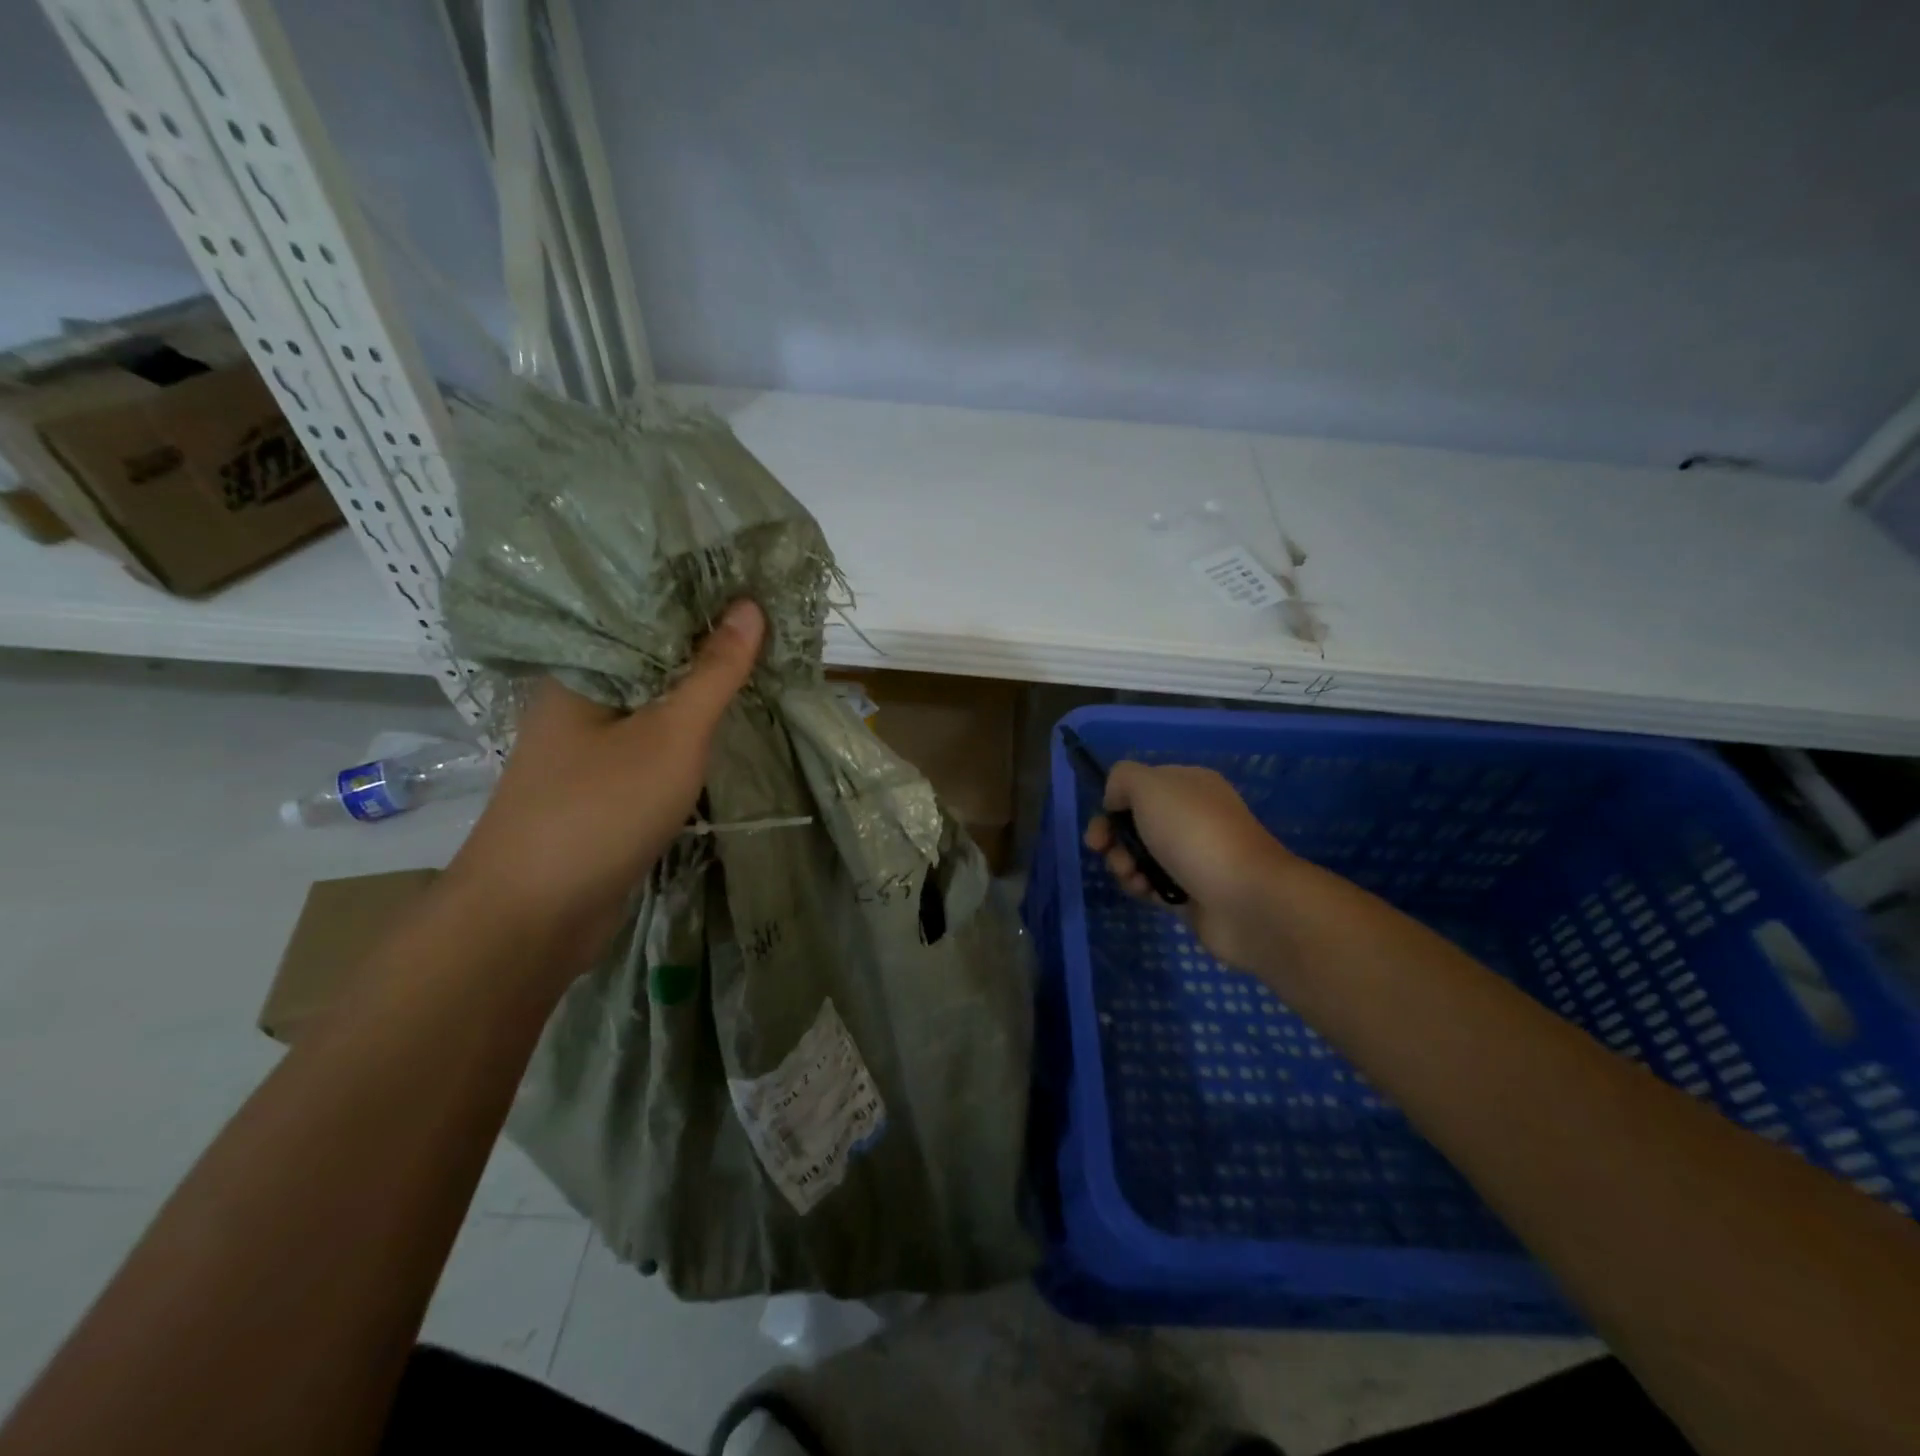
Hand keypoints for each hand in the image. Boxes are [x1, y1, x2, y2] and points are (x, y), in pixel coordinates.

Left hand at [445, 599, 765, 962]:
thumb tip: (749, 605)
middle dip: (707, 646)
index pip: (642, 613)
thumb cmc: (600, 810)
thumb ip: (713, 673)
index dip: (697, 598)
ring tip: (758, 662)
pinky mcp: (601, 786)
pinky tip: (723, 722)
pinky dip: (686, 732)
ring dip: (699, 692)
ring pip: (653, 704)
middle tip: (769, 623)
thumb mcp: (671, 735)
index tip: (750, 584)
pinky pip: (651, 742)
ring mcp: (587, 747)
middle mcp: (578, 700)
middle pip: (651, 658)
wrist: (534, 918)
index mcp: (579, 671)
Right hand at [1085, 761, 1291, 968]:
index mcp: (1189, 784)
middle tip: (1103, 850)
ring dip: (1123, 864)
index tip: (1102, 820)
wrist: (1244, 898)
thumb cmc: (1193, 833)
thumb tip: (1116, 800)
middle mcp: (1192, 816)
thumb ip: (1123, 779)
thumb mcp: (1150, 786)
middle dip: (1113, 837)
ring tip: (1131, 876)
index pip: (1140, 786)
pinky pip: (1152, 885)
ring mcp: (1192, 856)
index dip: (1114, 801)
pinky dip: (1141, 887)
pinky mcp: (1190, 892)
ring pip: (1139, 855)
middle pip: (1135, 822)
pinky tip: (1145, 892)